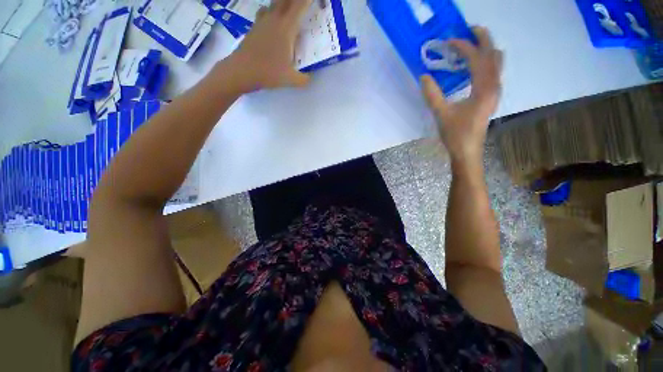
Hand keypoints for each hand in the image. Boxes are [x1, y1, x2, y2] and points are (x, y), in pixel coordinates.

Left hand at [224, 0, 312, 92]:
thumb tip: (309, 77)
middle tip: (303, 3)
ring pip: (275, 2)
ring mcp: (262, 21)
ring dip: (284, 2)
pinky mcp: (254, 26)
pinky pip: (265, 11)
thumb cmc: (269, 72)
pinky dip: (273, 11)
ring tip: (290, 8)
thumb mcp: (291, 79)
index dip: (308, 0)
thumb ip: (303, 79)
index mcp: (287, 28)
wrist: (242, 70)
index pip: (300, 5)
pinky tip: (274, 20)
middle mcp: (275, 18)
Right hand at [421, 27, 502, 163]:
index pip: (477, 58)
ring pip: (496, 62)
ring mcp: (494, 91)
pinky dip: (483, 62)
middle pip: (494, 54)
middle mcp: (494, 86)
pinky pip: (492, 72)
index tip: (448, 42)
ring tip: (469, 46)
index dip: (463, 47)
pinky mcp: (490, 97)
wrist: (468, 151)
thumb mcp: (441, 114)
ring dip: (484, 50)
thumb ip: (432, 95)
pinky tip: (470, 67)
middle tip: (467, 30)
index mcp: (484, 89)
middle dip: (482, 39)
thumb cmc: (456, 135)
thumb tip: (424, 76)